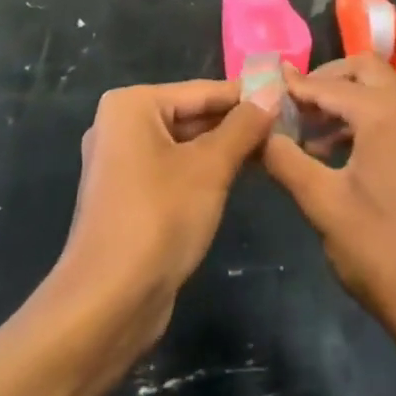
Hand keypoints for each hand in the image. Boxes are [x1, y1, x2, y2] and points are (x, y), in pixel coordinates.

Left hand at [53, 79, 275, 343]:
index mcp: (131, 105)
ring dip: (225, 148)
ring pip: (185, 144)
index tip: (287, 98)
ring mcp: (121, 163)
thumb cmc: (159, 218)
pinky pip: (174, 170)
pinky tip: (242, 176)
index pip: (202, 91)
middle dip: (237, 124)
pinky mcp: (128, 197)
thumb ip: (243, 126)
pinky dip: (205, 171)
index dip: (247, 96)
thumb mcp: (211, 167)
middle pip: (192, 114)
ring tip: (274, 149)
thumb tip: (272, 93)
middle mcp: (121, 126)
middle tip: (286, 127)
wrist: (108, 304)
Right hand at [262, 57, 395, 354]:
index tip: (259, 90)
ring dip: (343, 100)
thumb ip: (285, 160)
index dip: (292, 87)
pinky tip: (333, 153)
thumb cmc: (382, 250)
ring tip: (304, 134)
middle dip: (324, 81)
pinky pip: (392, 111)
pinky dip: (362, 117)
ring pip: (378, 89)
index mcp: (385, 111)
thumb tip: (258, 133)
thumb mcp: (323, 204)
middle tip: (289, 107)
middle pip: (361, 70)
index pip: (327, 84)